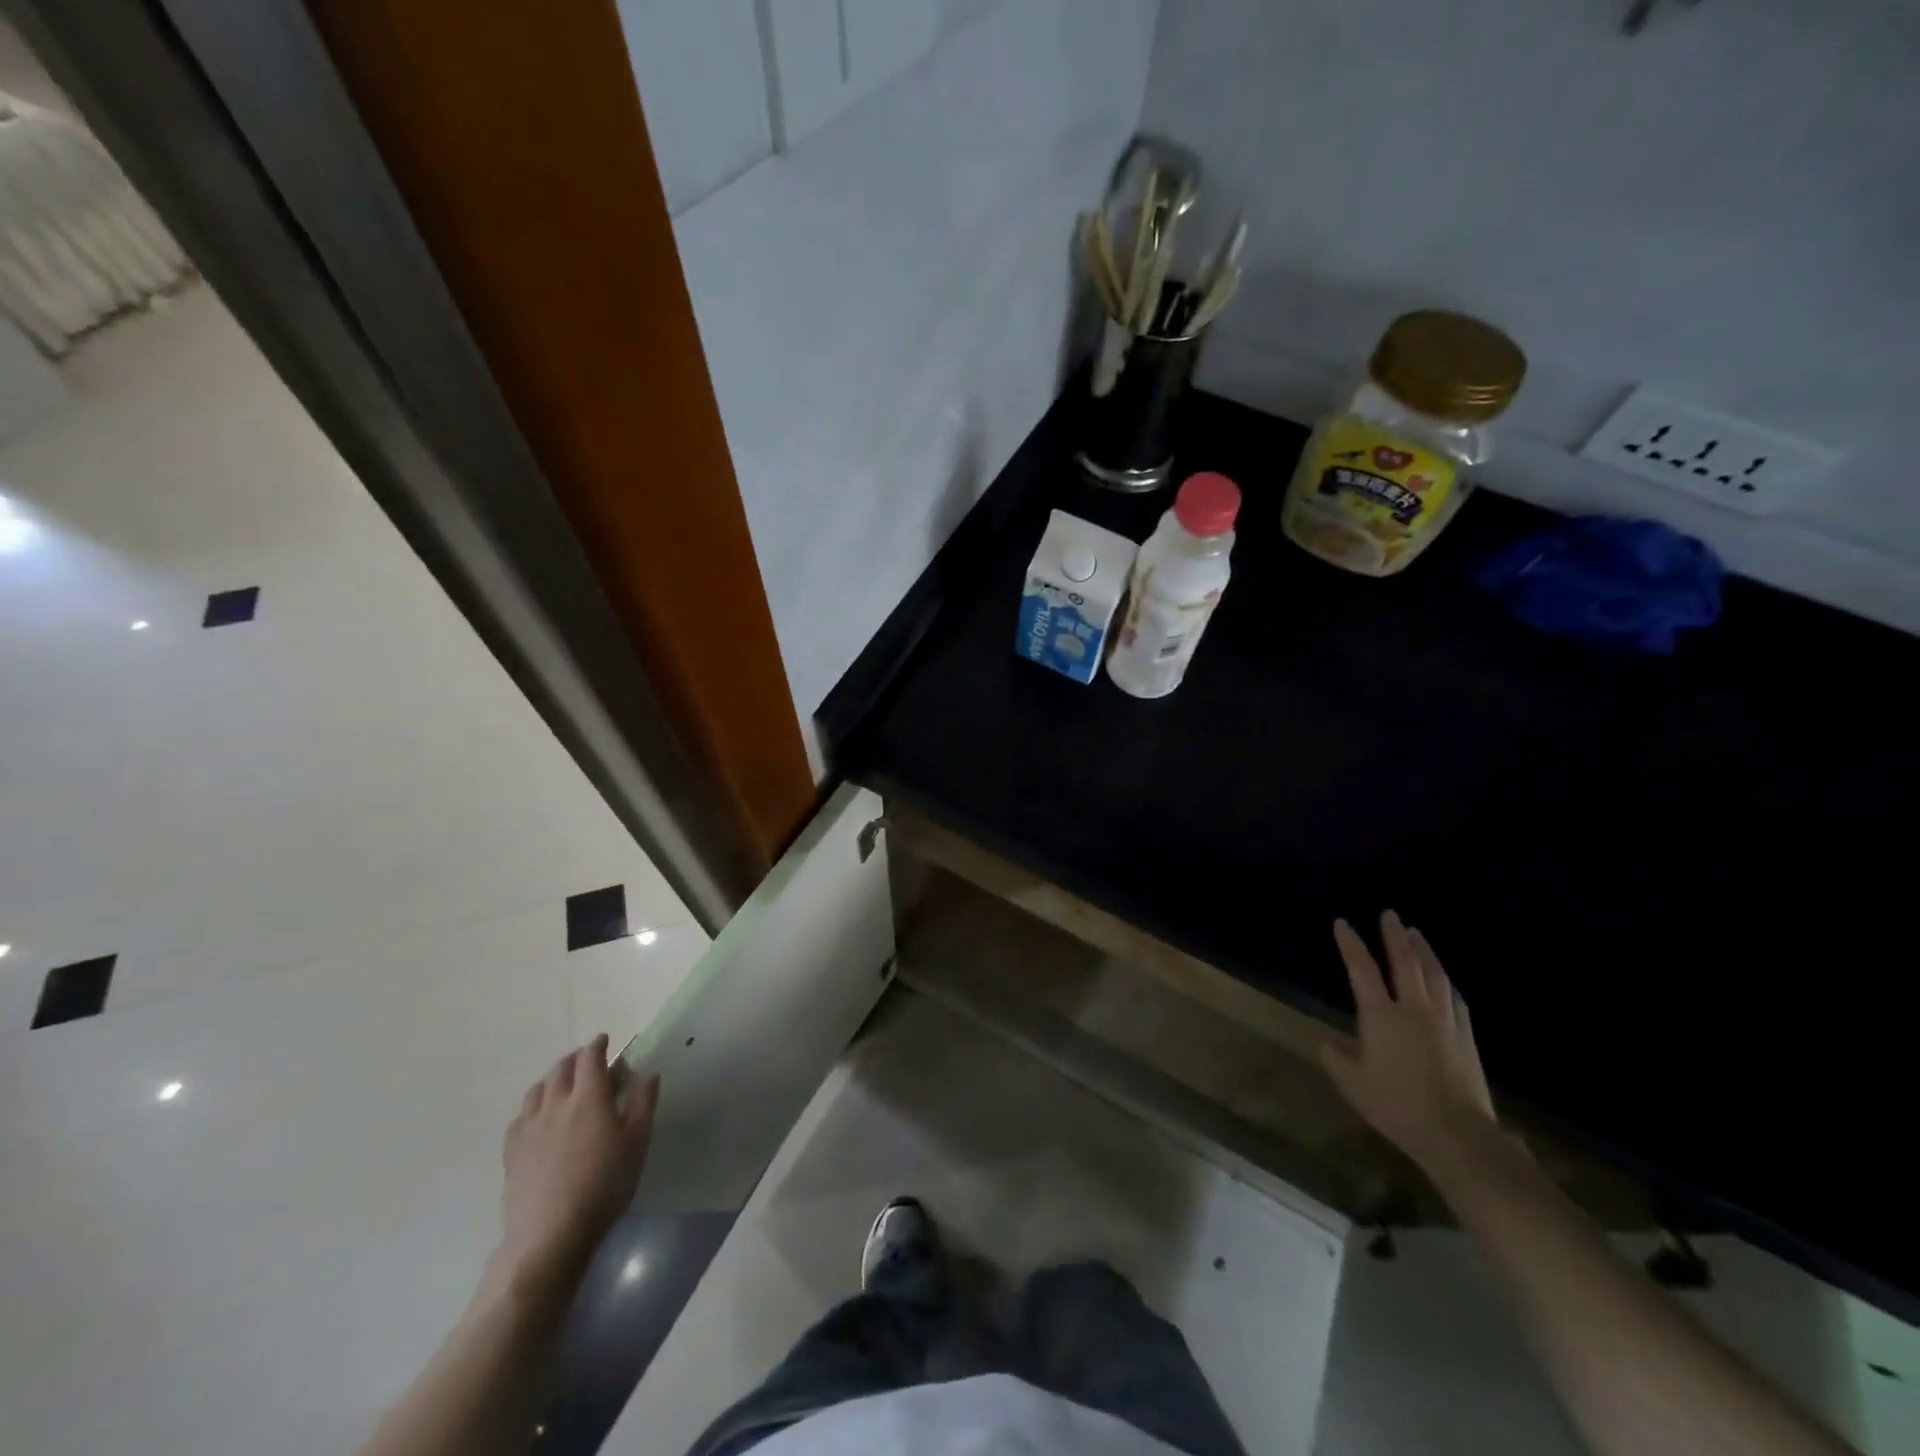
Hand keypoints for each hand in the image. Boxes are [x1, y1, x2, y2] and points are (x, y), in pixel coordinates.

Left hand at [493, 1036, 658, 1292]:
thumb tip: (647, 1073)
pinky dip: (532, 1107)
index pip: (590, 1058)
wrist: (551, 1234)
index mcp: (589, 1096)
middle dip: (574, 1059)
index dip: (598, 1045)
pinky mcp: (512, 1153)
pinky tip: (537, 1119)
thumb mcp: (637, 1142)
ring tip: (561, 1085)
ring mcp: (529, 1128)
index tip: (605, 1040)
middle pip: (561, 1069)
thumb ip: (643, 1102)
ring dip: (551, 1079)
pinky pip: (520, 1118)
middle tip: (586, 1061)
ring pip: (537, 1090)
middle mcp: (556, 1103)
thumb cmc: (604, 1184)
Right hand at [1321, 912, 1498, 1181]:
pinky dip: (1446, 982)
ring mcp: (1445, 1021)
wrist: (1458, 1135)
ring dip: (1424, 951)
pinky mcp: (1466, 1038)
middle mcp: (1414, 1009)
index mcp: (1381, 1016)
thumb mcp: (1352, 1085)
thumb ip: (1336, 1058)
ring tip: (1416, 935)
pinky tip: (1445, 980)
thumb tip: (1329, 1043)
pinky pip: (1455, 999)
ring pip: (1435, 975)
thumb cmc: (1397, 1106)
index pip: (1361, 969)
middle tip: (1390, 915)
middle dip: (1395, 936)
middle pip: (1405, 962)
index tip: (1342, 923)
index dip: (1350, 944)